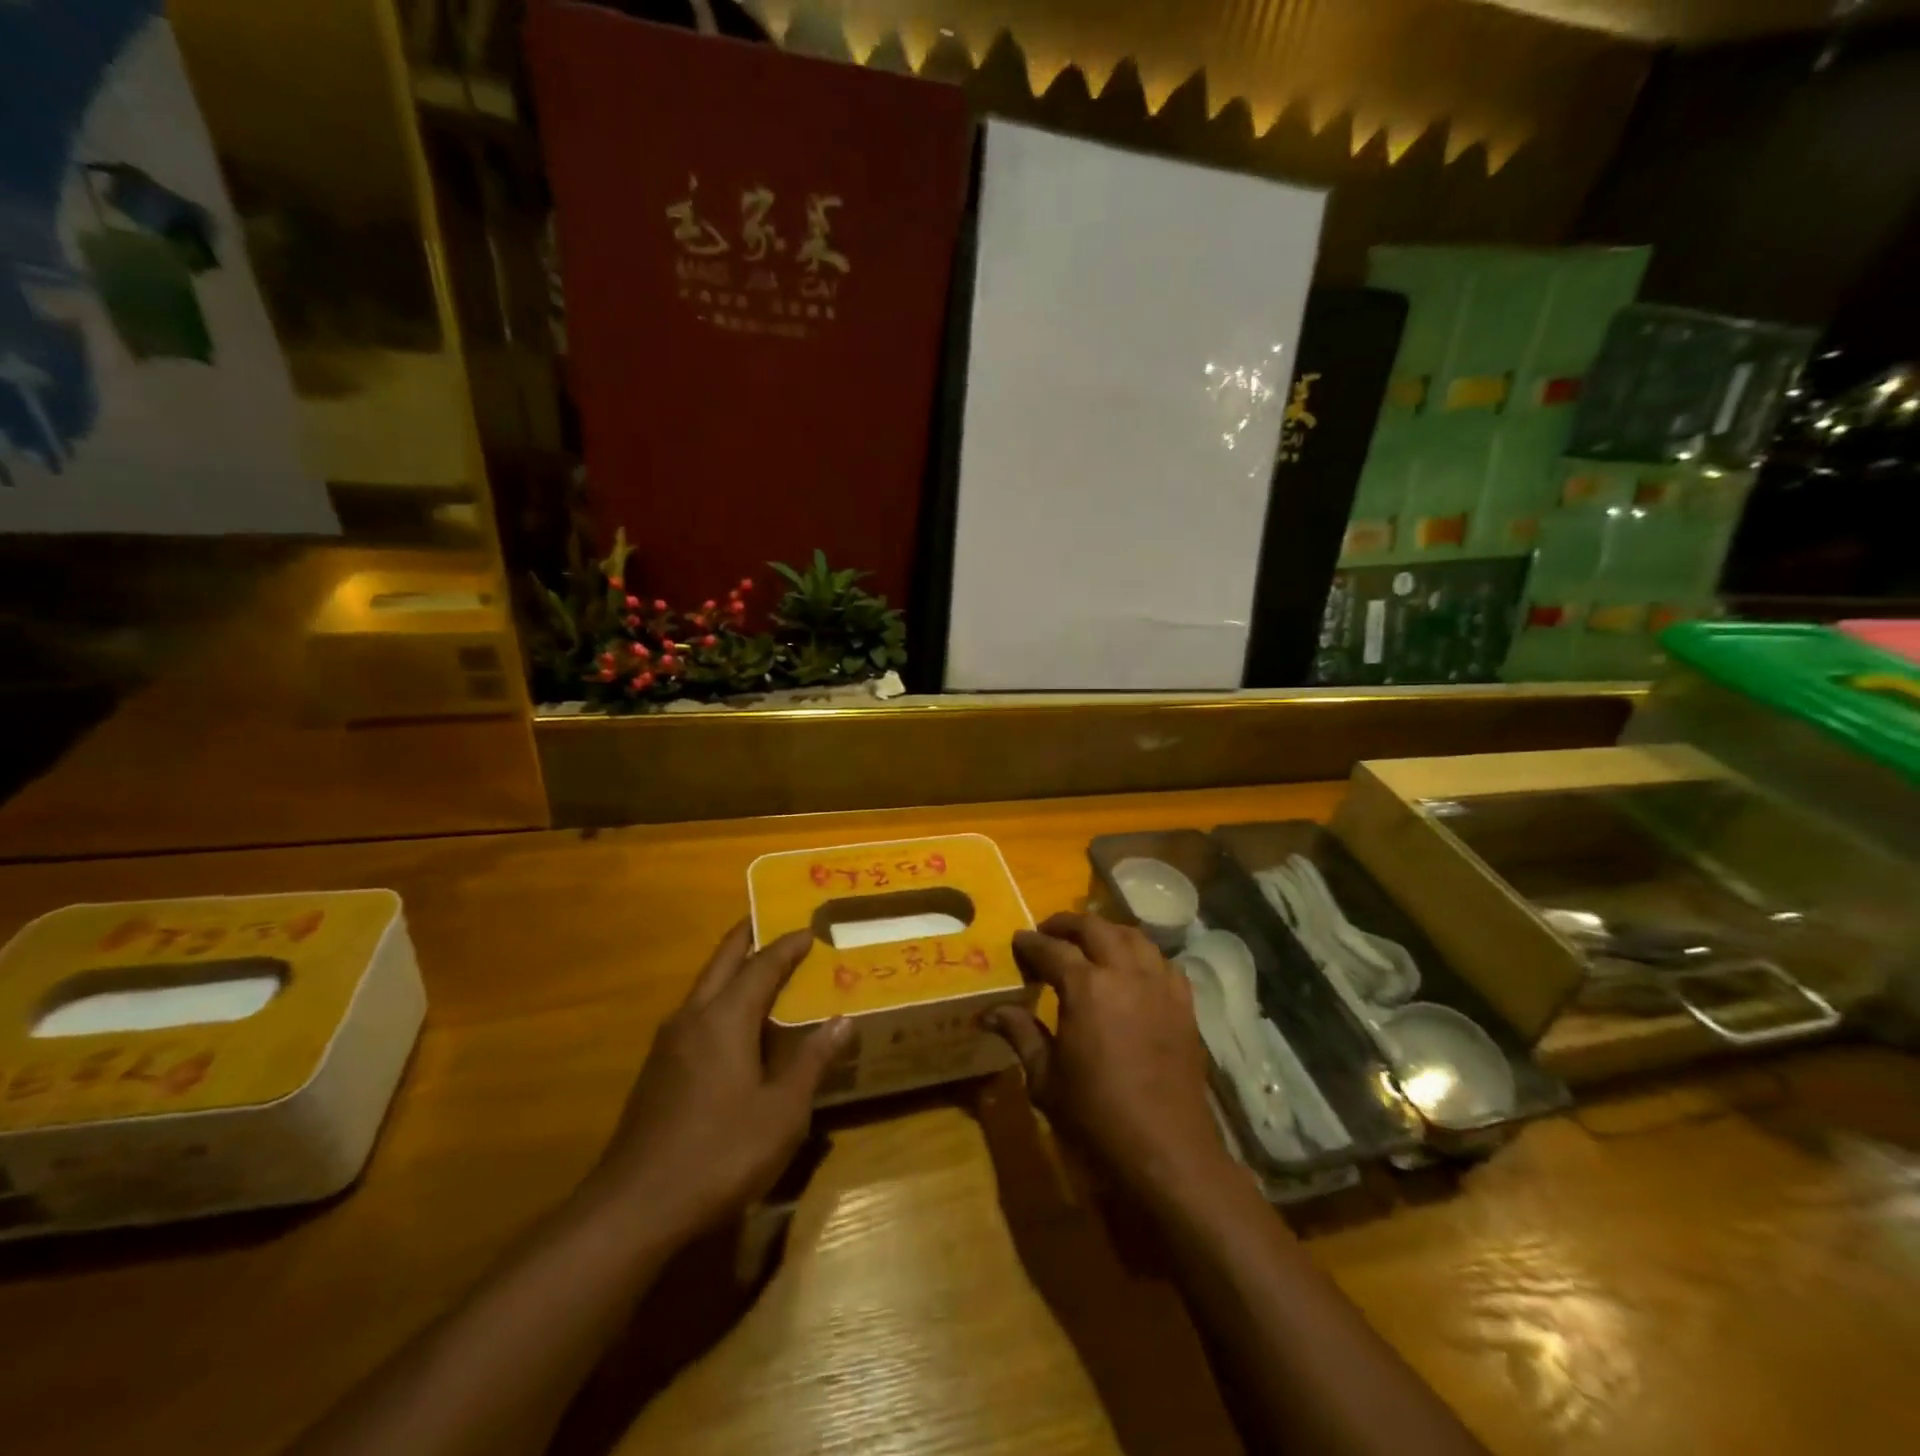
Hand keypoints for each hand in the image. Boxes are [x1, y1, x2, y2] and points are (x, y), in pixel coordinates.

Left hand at [584, 922, 851, 1245]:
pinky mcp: (657, 1070)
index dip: (788, 945)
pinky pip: (695, 1014)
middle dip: (749, 937)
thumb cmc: (719, 1153)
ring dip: (732, 969)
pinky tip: (734, 1027)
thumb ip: (812, 1062)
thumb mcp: (782, 1112)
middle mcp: (693, 1017)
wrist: (634, 1208)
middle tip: (775, 922)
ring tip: (762, 968)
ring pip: (705, 986)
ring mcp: (668, 1044)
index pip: (762, 965)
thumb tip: (842, 1021)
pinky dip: (720, 1000)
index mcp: (725, 1018)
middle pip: (723, 960)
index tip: (811, 929)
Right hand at [988, 912, 1229, 1200]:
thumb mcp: (1045, 1078)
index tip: (1018, 941)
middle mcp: (1125, 973)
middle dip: (1067, 924)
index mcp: (1086, 987)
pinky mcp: (1184, 1003)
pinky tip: (1132, 968)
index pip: (1052, 949)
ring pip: (1133, 936)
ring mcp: (1159, 985)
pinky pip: (1162, 961)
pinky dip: (1141, 954)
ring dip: (1106, 931)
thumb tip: (991, 1011)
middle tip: (1048, 932)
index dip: (1031, 943)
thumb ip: (1021, 1034)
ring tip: (1089, 942)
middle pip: (1095, 928)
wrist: (1166, 1150)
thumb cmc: (1096, 1117)